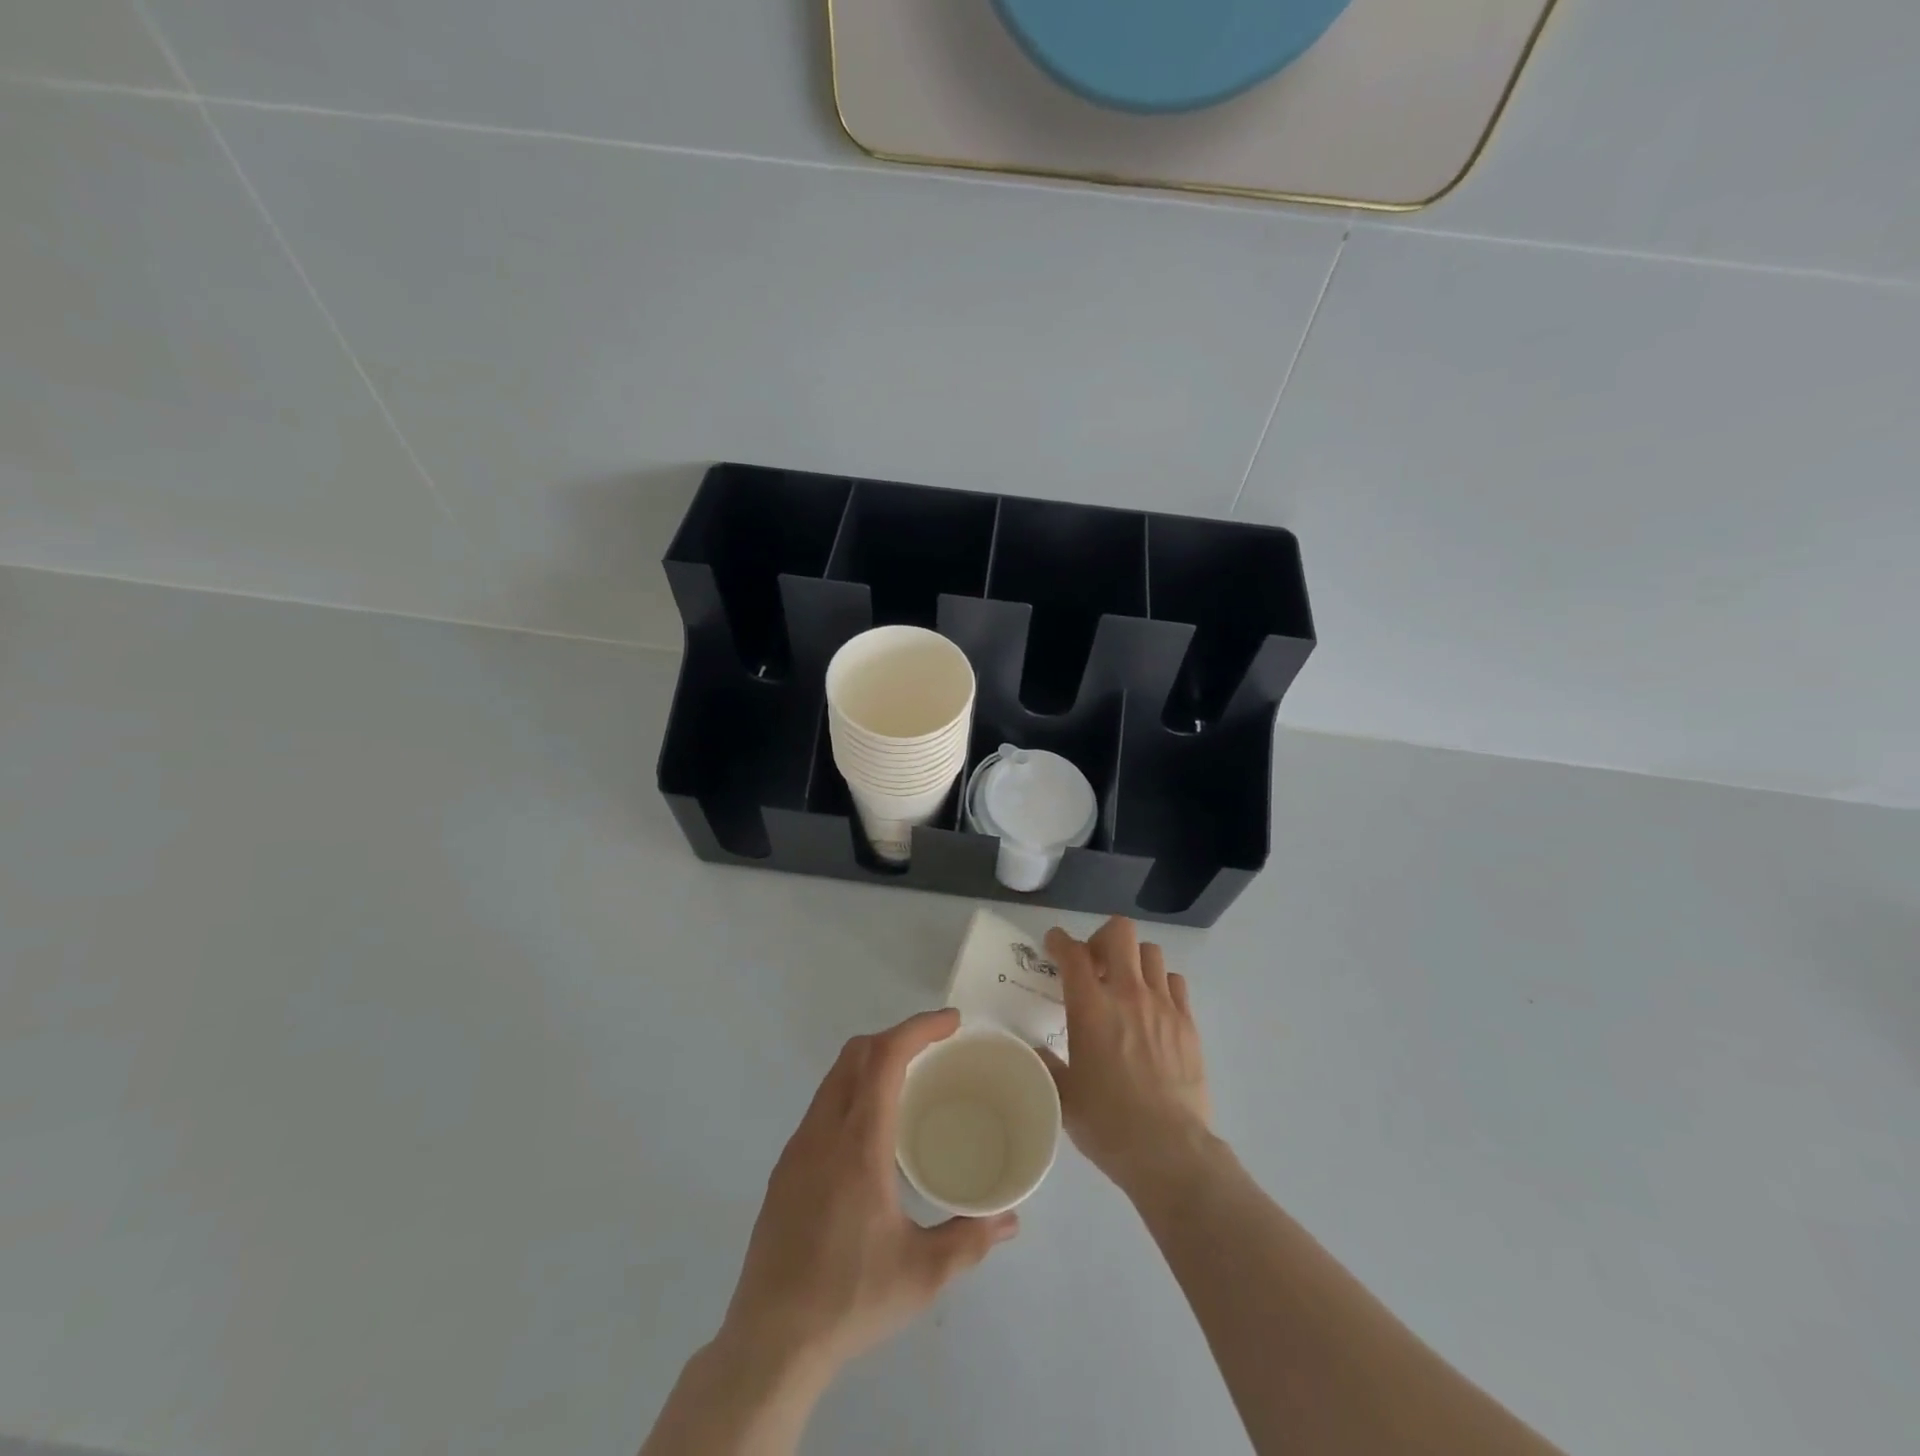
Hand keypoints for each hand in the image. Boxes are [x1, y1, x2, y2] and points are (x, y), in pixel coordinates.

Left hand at [720, 1009, 1019, 1381]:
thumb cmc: (850, 1300)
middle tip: (935, 1048)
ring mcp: (798, 1148)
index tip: (951, 1022)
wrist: (770, 1344)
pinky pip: (822, 1105)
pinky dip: (852, 1090)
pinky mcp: (785, 1169)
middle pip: (856, 1053)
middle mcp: (823, 1132)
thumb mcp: (922, 1274)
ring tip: (908, 1080)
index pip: (885, 1058)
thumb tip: (1010, 1219)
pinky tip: (871, 1129)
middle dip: (897, 1036)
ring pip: (835, 1077)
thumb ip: (970, 1239)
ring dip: (871, 1061)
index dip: (919, 1028)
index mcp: (858, 1144)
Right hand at [1042, 918, 1214, 1199]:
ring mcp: (1163, 1005)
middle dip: (1102, 938)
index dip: (1059, 940)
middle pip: (1119, 933)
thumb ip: (1048, 1064)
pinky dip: (1161, 984)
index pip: (1072, 953)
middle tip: (1095, 964)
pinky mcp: (1188, 1023)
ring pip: (1151, 952)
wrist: (1168, 1150)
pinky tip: (1154, 1007)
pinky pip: (1175, 982)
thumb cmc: (1107, 1123)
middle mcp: (1127, 994)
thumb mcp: (1064, 1094)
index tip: (1054, 944)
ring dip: (1133, 960)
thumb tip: (1040, 1051)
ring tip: (1126, 984)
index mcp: (1090, 1007)